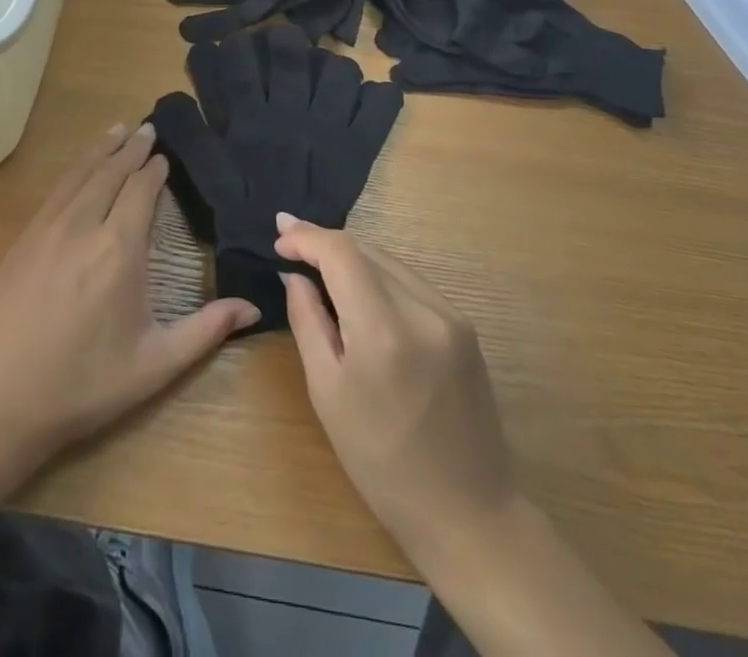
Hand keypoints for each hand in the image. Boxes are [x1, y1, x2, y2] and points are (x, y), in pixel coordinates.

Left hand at [0, 124, 259, 468]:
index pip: (141, 190)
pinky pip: (56, 190)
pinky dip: (75, 168)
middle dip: (132, 148)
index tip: (165, 156)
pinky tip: (80, 167)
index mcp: (120, 250)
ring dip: (102, 149)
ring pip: (80, 173)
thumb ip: (206, 330)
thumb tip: (253, 307)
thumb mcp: (153, 364)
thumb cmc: (83, 385)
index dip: (155, 169)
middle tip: (147, 128)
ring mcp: (48, 228)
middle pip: (111, 172)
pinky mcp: (23, 238)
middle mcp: (84, 226)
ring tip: (119, 129)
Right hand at [276, 213, 519, 561]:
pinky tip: (361, 291)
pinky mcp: (465, 326)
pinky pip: (412, 282)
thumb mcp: (328, 394)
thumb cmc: (382, 463)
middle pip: (366, 250)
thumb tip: (295, 275)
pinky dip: (380, 276)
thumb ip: (308, 322)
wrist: (468, 513)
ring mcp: (451, 315)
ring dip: (353, 257)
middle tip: (289, 243)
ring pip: (390, 262)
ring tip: (318, 264)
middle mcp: (423, 309)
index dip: (307, 236)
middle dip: (325, 242)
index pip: (341, 252)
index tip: (279, 235)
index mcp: (384, 330)